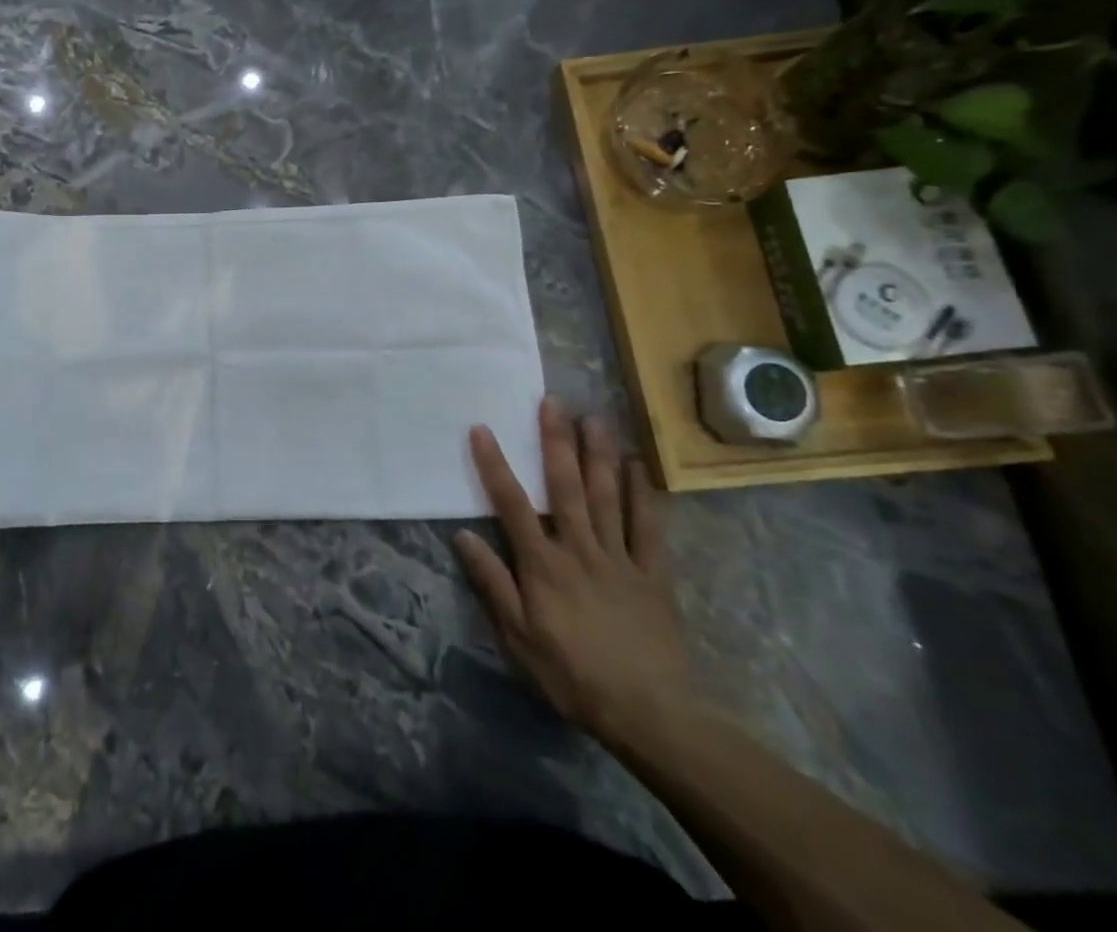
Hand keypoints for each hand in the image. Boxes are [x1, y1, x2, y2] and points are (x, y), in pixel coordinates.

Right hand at [452, 397, 691, 748]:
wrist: (650, 714)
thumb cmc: (572, 675)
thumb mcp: (518, 638)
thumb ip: (492, 583)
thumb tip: (463, 535)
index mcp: (543, 565)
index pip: (512, 504)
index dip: (494, 464)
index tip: (482, 429)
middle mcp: (579, 549)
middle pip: (565, 487)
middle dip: (555, 442)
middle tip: (552, 401)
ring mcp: (620, 558)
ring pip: (607, 497)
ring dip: (599, 455)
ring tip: (594, 418)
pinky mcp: (653, 574)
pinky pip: (649, 528)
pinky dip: (643, 495)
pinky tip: (638, 467)